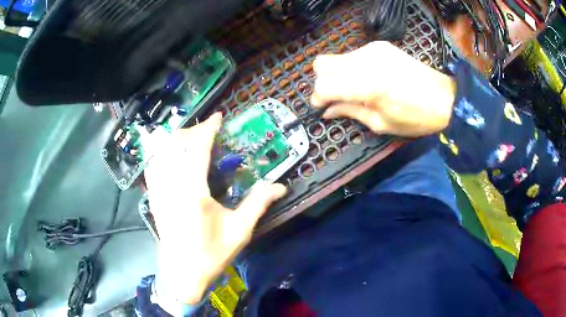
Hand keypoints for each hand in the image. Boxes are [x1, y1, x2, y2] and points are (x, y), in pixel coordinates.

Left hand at [143, 113, 286, 304]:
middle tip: (209, 130)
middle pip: (177, 143)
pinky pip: (152, 164)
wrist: (182, 273)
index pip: (198, 147)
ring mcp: (158, 189)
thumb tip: (281, 186)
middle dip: (193, 130)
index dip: (208, 128)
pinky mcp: (153, 196)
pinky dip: (161, 151)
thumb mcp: (239, 231)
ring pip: (161, 150)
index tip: (218, 117)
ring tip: (191, 139)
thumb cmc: (211, 254)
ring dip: (176, 138)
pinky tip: (170, 154)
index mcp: (193, 191)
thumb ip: (258, 204)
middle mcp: (171, 184)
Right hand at [311, 41, 456, 136]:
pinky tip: (368, 78)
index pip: (325, 86)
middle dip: (323, 82)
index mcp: (368, 85)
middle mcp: (366, 61)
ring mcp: (373, 49)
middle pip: (322, 64)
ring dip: (338, 74)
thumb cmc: (416, 118)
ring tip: (355, 90)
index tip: (321, 107)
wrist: (444, 98)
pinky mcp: (380, 45)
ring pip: (337, 58)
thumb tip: (326, 111)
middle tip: (334, 97)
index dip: (318, 98)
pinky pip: (354, 55)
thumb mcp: (381, 123)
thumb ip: (350, 112)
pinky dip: (352, 67)